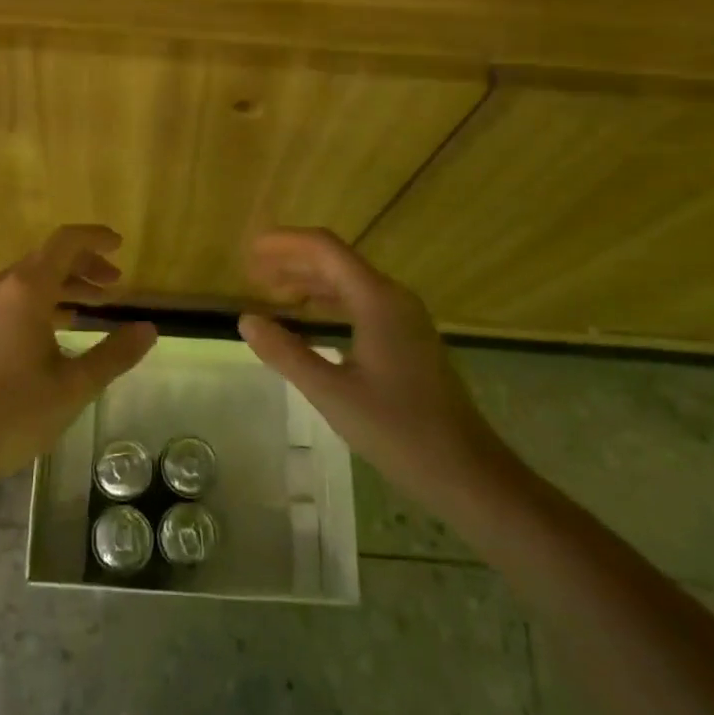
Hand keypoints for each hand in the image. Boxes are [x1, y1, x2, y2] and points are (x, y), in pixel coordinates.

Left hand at [0, 225, 157, 489]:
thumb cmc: (13, 414)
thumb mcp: (74, 387)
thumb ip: (115, 354)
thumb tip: (149, 329)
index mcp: (26, 290)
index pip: (65, 243)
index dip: (95, 238)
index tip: (120, 244)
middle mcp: (1, 288)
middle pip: (48, 258)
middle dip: (84, 265)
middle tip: (115, 283)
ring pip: (30, 280)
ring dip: (64, 285)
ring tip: (96, 304)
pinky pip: (13, 299)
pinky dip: (43, 302)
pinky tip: (59, 328)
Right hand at [237, 228, 514, 515]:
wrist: (466, 472)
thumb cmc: (398, 430)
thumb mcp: (331, 393)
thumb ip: (286, 352)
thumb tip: (246, 320)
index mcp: (376, 299)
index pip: (324, 249)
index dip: (284, 242)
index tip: (249, 249)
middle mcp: (392, 298)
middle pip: (336, 261)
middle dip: (292, 260)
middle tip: (251, 272)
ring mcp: (404, 318)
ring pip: (349, 282)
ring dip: (309, 280)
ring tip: (271, 291)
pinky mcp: (408, 339)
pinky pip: (361, 303)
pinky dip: (328, 302)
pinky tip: (309, 320)